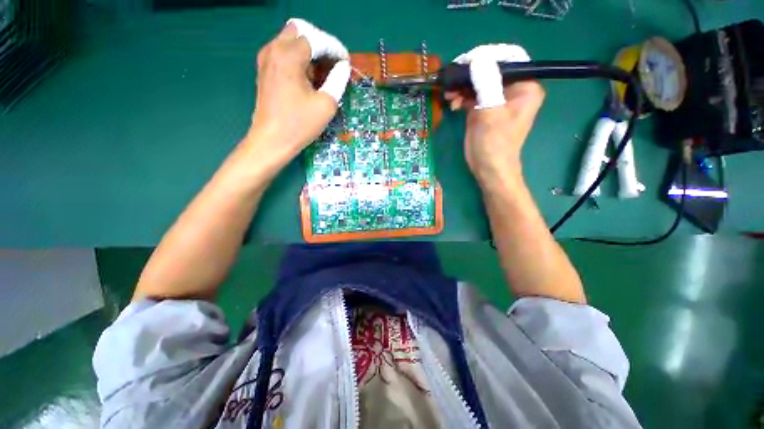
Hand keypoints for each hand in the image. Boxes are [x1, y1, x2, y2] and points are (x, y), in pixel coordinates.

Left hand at [245, 18, 350, 170]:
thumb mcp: (326, 104)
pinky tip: (307, 78)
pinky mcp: (264, 70)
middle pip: (300, 31)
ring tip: (321, 73)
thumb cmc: (300, 124)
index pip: (316, 39)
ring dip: (308, 51)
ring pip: (290, 40)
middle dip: (319, 44)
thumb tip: (343, 67)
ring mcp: (266, 59)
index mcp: (289, 56)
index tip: (346, 61)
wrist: (272, 140)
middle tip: (332, 63)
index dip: (334, 48)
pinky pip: (282, 53)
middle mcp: (274, 50)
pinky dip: (297, 59)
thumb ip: (338, 80)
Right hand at [445, 44, 544, 182]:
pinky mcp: (484, 109)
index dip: (487, 56)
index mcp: (525, 86)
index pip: (509, 58)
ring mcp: (497, 99)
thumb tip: (477, 58)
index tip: (466, 62)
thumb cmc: (494, 143)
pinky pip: (472, 95)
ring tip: (449, 95)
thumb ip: (486, 83)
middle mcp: (513, 89)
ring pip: (479, 82)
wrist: (488, 168)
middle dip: (470, 73)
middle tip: (453, 79)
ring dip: (463, 86)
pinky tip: (453, 103)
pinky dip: (462, 97)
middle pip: (491, 69)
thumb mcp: (491, 112)